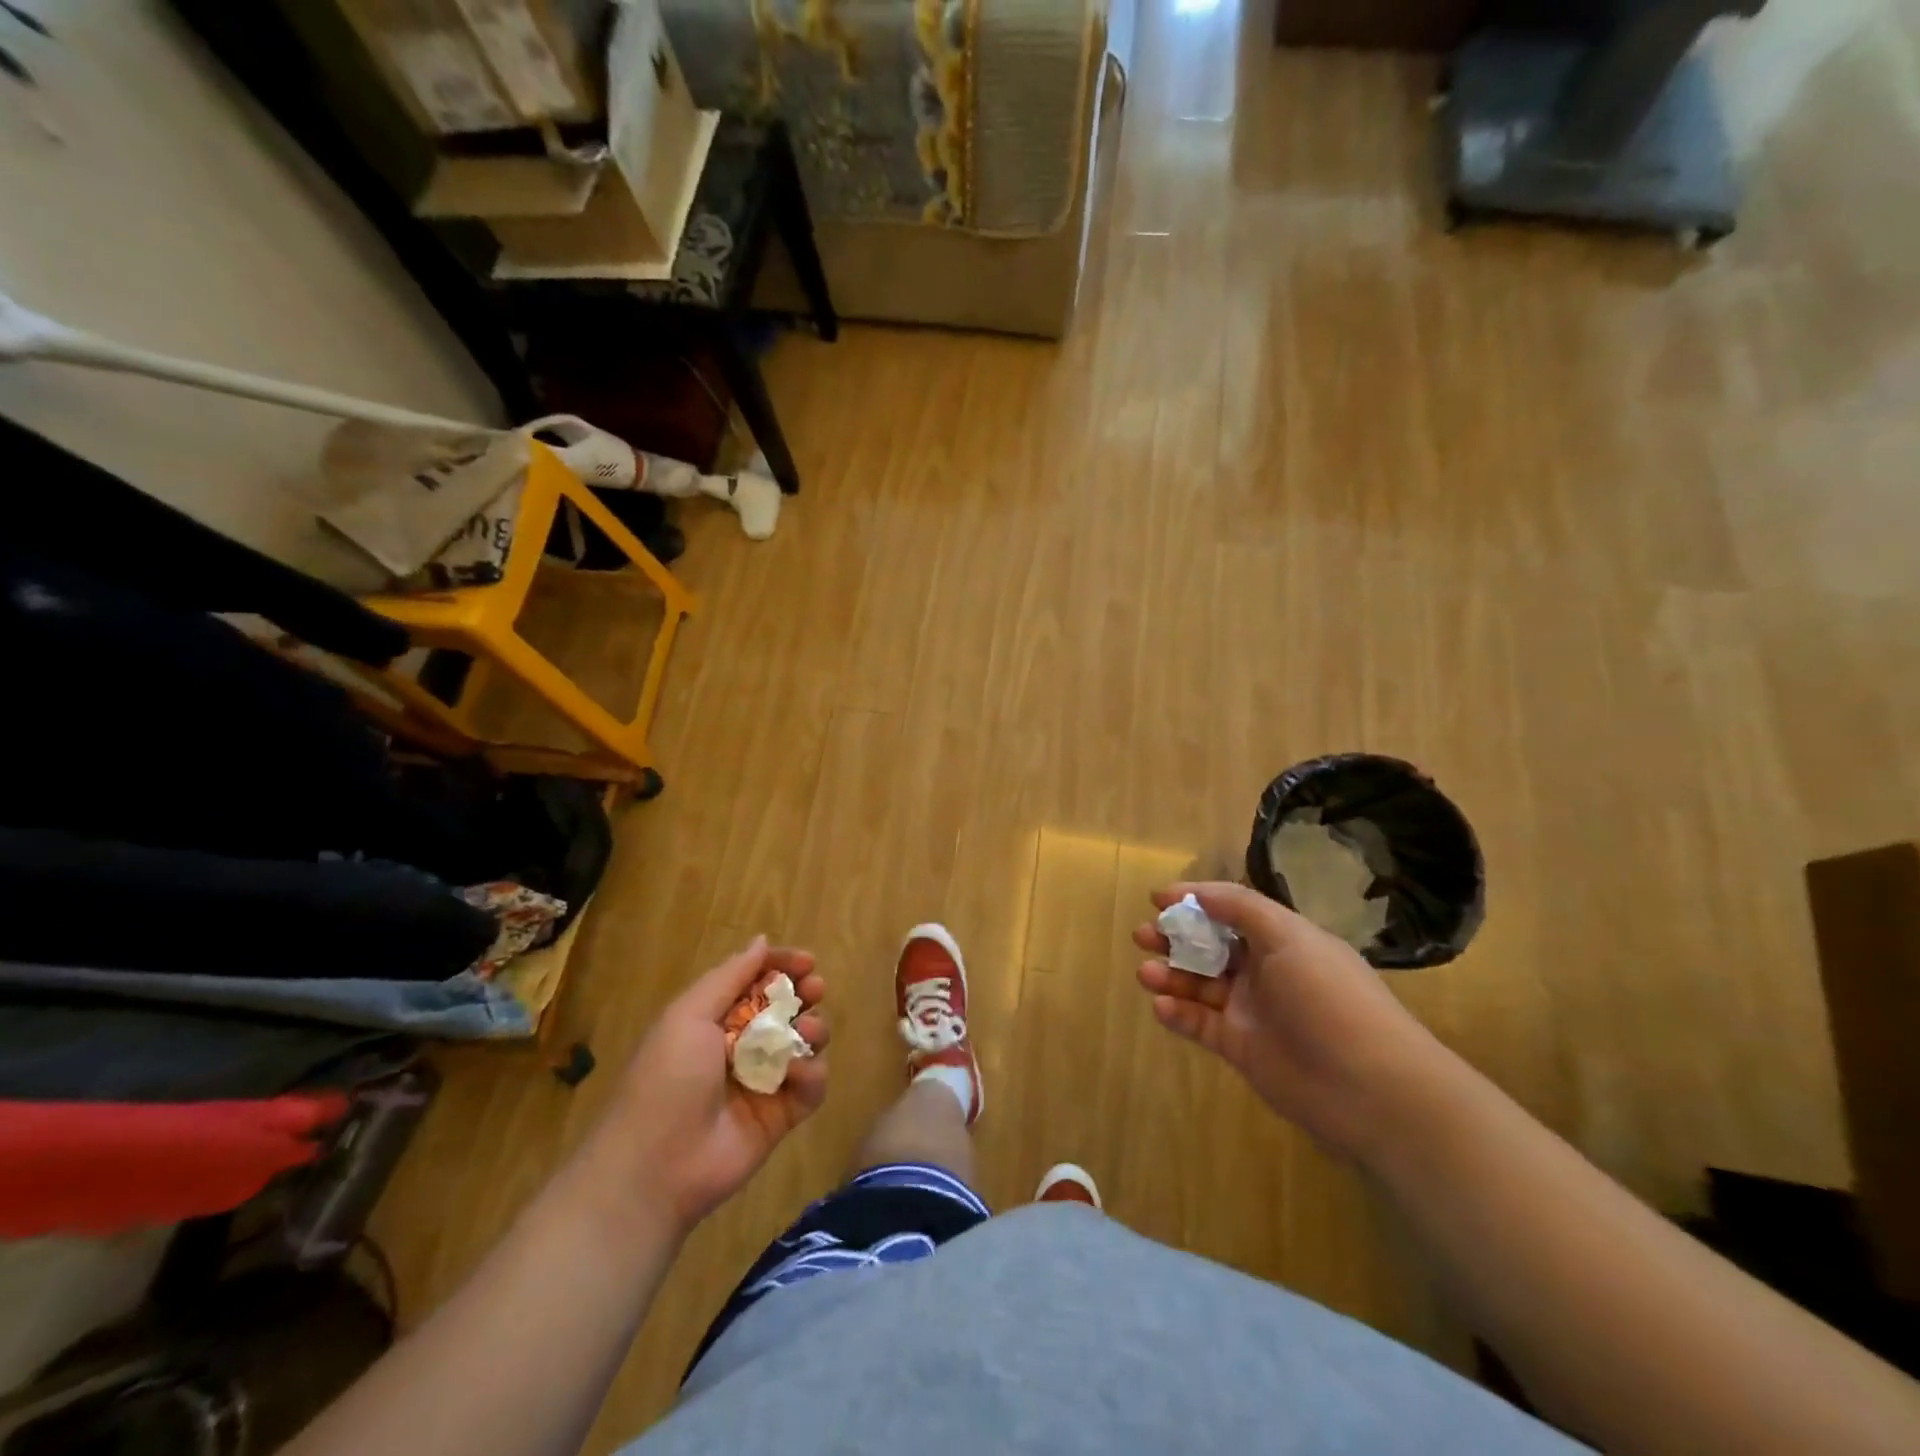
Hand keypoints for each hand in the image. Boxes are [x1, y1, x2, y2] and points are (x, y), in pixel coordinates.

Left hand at [585, 936, 828, 1237]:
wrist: (656, 1167)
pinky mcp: (783, 1115)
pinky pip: (812, 1084)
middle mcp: (743, 1044)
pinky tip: (796, 1075)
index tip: (807, 961)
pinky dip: (811, 1074)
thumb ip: (730, 976)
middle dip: (806, 993)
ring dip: (814, 1028)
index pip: (757, 980)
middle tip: (814, 990)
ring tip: (808, 1031)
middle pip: (788, 1007)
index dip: (783, 966)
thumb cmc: (667, 1079)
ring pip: (806, 1041)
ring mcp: (766, 1080)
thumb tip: (761, 941)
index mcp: (716, 1019)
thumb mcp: (689, 1016)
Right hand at [1134, 882, 1449, 1161]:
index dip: (1195, 902)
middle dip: (1174, 938)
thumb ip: (1240, 908)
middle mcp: (1264, 971)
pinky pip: (1200, 1024)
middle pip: (1209, 946)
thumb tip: (1195, 892)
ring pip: (1199, 984)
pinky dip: (1178, 1013)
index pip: (1230, 911)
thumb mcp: (1290, 937)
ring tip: (1147, 974)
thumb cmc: (1329, 998)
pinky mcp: (1240, 1048)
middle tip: (1143, 936)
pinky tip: (1162, 1007)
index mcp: (1281, 939)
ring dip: (1170, 975)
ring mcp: (1251, 1011)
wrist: (1372, 1088)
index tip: (1157, 898)